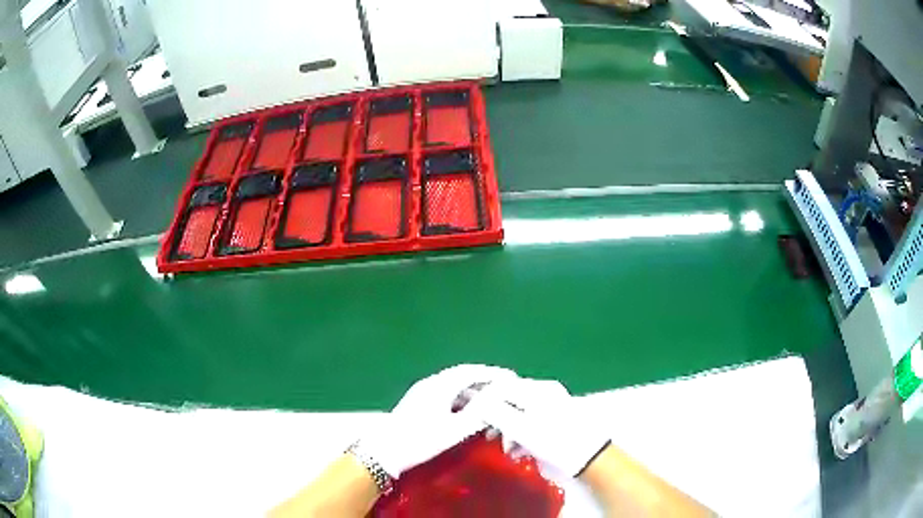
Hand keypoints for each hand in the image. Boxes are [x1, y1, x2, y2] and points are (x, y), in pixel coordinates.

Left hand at [356, 364, 516, 478]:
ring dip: (473, 391)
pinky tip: (467, 411)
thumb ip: (478, 414)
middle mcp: (431, 383)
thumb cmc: (420, 440)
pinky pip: (446, 393)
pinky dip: (461, 398)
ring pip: (454, 385)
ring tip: (490, 402)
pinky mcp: (417, 402)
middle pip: (463, 376)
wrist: (384, 450)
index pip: (473, 372)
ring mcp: (422, 391)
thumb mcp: (454, 430)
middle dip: (485, 380)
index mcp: (441, 385)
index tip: (512, 377)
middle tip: (504, 387)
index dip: (494, 374)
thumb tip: (499, 400)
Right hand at [466, 377, 610, 476]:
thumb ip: (497, 413)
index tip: (472, 418)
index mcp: (536, 390)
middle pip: (511, 400)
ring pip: (521, 412)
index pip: (500, 387)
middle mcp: (545, 392)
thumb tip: (478, 403)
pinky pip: (533, 421)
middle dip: (498, 419)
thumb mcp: (522, 429)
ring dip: (510, 430)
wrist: (591, 456)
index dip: (483, 401)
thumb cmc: (554, 441)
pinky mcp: (559, 419)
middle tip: (490, 438)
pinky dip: (523, 434)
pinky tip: (521, 451)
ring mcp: (554, 404)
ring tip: (509, 450)